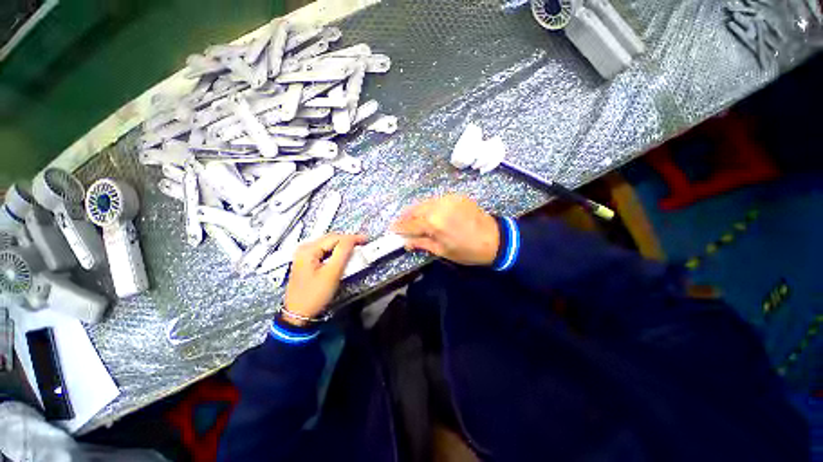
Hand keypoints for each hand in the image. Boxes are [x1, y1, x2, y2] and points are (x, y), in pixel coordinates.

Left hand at [284, 233, 366, 325]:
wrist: (299, 315)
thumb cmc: (314, 295)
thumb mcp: (332, 273)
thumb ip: (343, 253)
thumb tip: (352, 239)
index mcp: (308, 249)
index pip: (335, 237)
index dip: (352, 238)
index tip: (365, 240)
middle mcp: (304, 249)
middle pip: (331, 239)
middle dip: (348, 241)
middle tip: (362, 245)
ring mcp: (304, 256)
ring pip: (329, 245)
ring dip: (343, 247)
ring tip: (355, 251)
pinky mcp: (307, 262)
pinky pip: (325, 252)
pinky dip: (336, 253)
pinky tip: (343, 257)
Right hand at [391, 194, 499, 265]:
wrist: (495, 239)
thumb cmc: (468, 250)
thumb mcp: (443, 251)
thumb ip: (422, 244)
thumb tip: (406, 243)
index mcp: (434, 223)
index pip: (411, 224)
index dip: (400, 227)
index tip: (392, 229)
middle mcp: (438, 206)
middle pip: (416, 210)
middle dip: (406, 216)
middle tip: (400, 223)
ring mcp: (448, 199)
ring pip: (426, 203)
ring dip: (417, 210)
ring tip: (413, 218)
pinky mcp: (456, 196)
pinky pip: (438, 200)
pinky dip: (430, 207)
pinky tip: (430, 213)